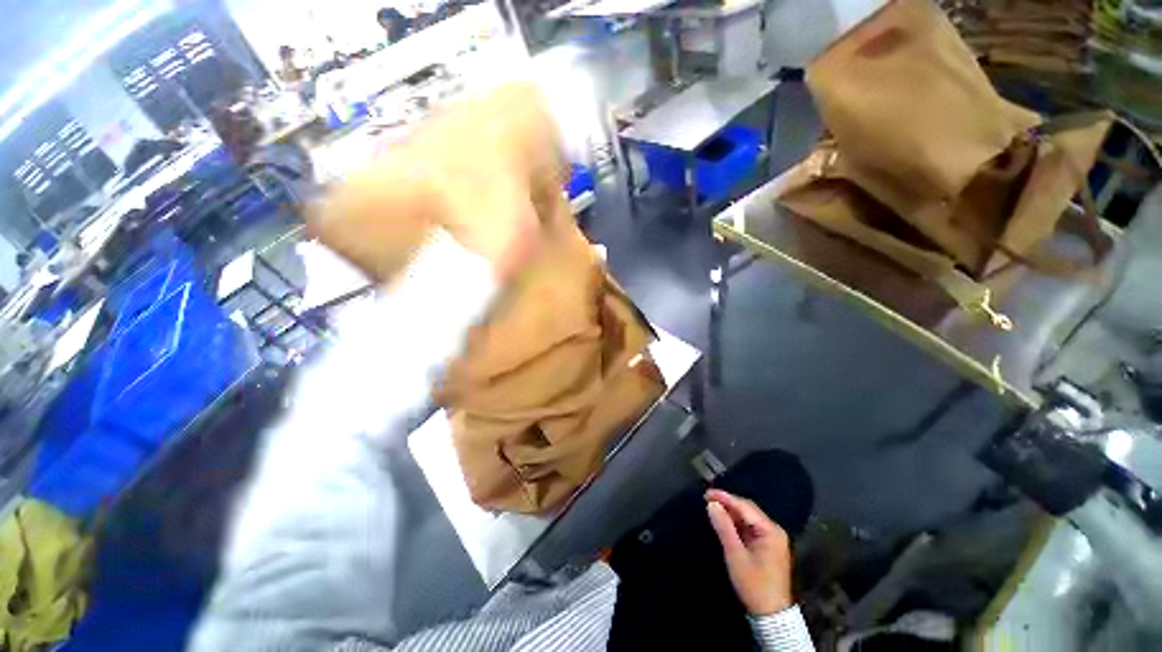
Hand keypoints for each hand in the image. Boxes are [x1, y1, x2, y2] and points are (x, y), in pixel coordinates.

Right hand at [706, 489, 793, 615]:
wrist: (771, 615)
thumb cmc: (754, 584)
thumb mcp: (736, 555)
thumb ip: (724, 527)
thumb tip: (711, 504)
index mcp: (771, 531)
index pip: (745, 506)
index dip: (725, 498)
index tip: (707, 493)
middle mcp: (774, 530)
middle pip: (748, 510)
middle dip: (727, 503)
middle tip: (707, 499)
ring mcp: (772, 539)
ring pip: (748, 518)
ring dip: (730, 512)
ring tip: (712, 507)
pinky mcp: (767, 546)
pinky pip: (749, 527)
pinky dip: (736, 523)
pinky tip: (724, 521)